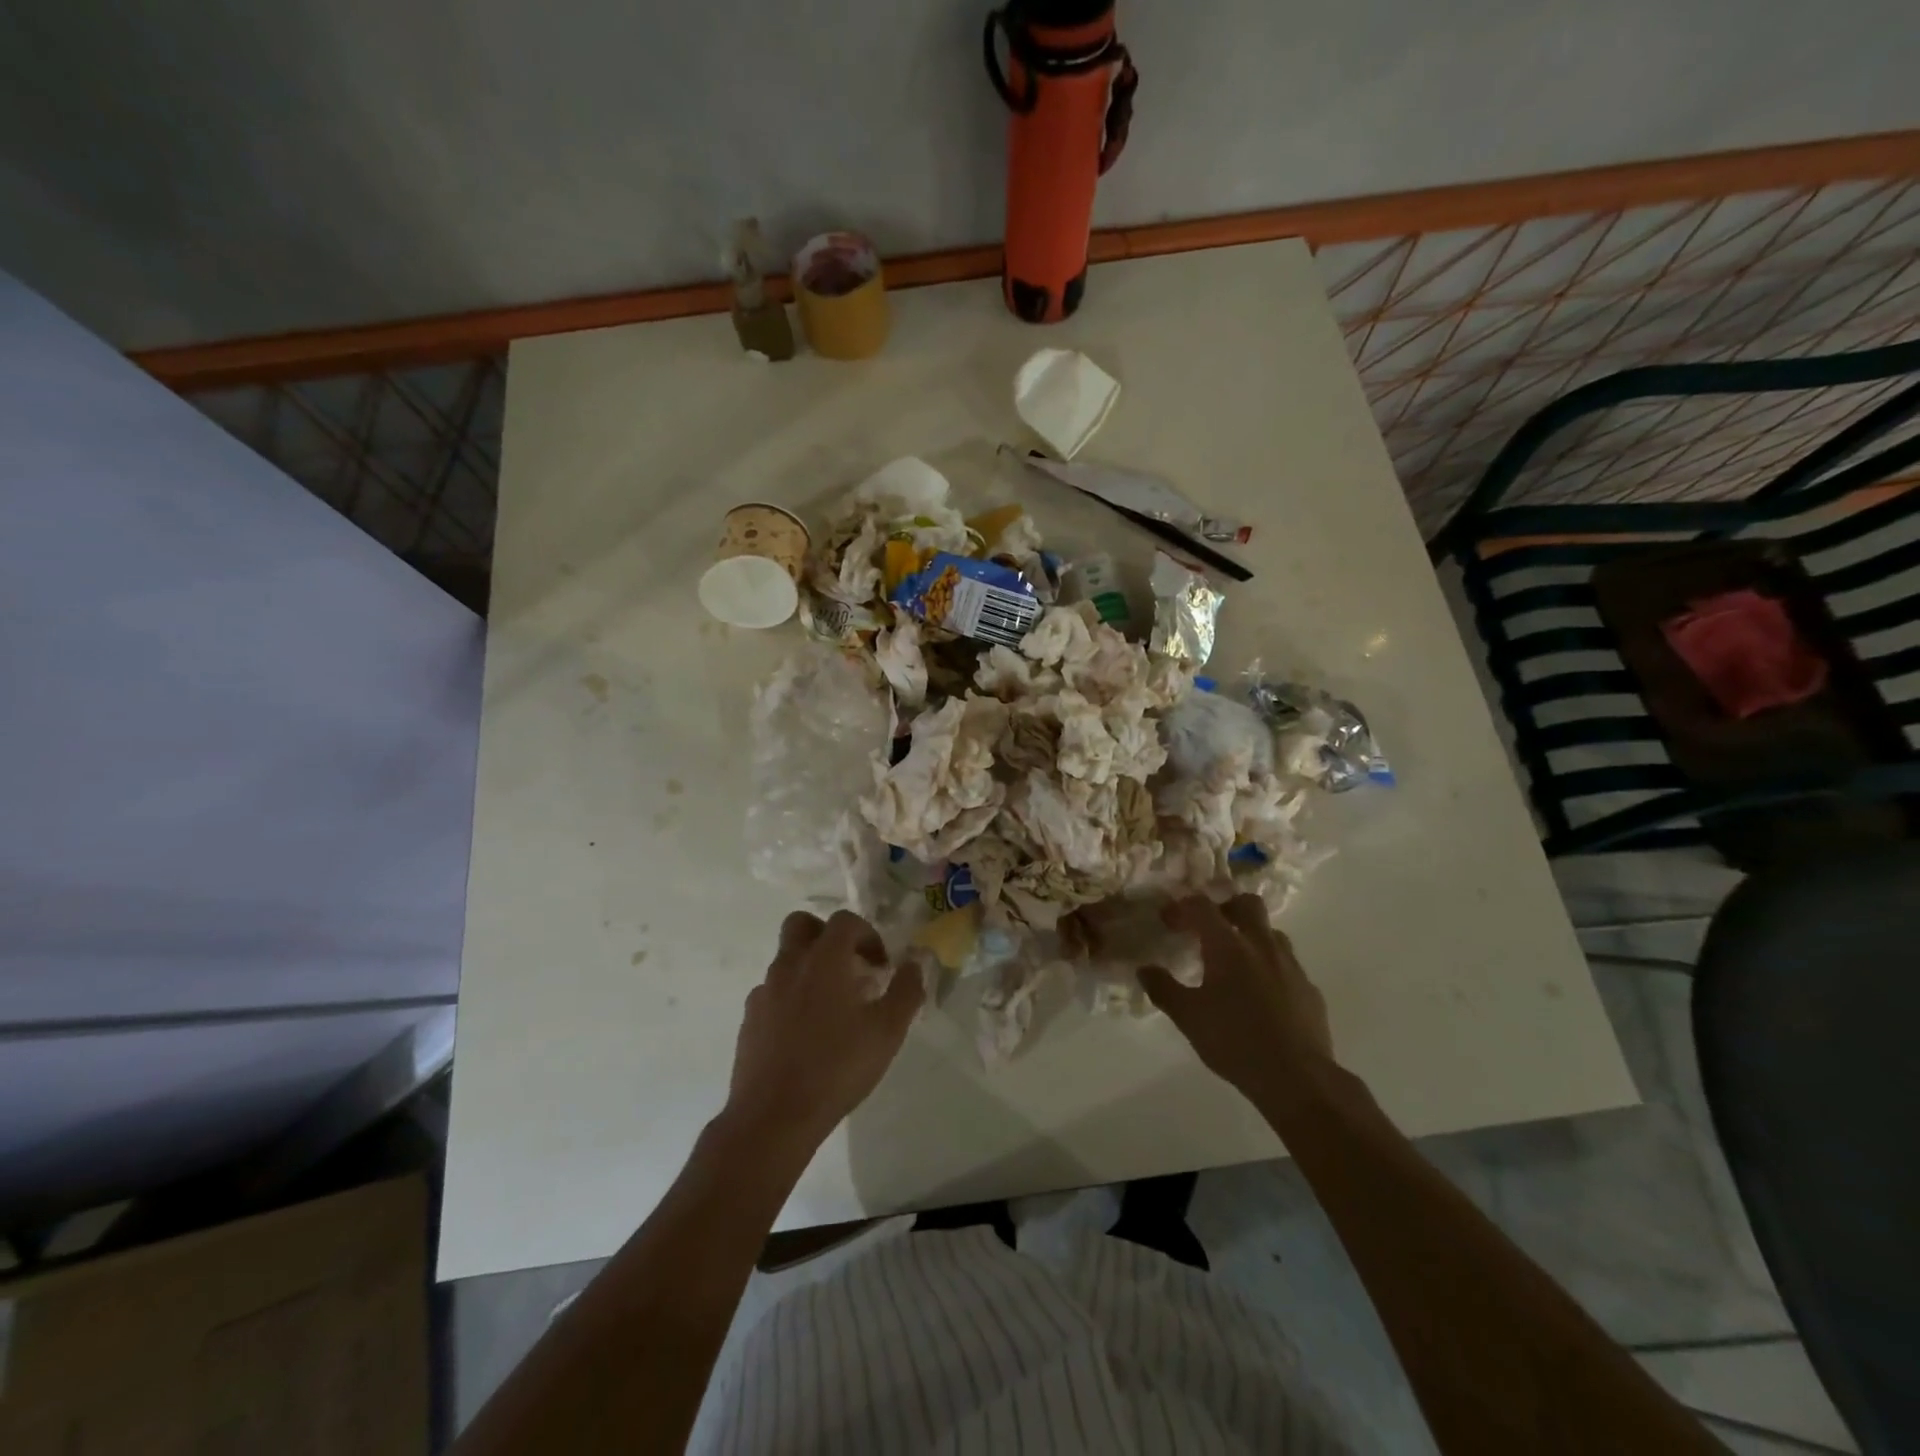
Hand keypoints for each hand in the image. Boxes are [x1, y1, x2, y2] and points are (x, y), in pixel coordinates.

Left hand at [722, 910, 923, 1154]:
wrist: (773, 1117)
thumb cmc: (837, 1067)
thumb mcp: (888, 1031)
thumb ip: (906, 990)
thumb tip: (915, 962)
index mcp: (824, 959)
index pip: (845, 921)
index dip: (868, 935)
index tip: (881, 966)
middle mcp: (790, 964)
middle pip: (802, 925)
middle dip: (827, 936)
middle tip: (849, 967)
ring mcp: (764, 991)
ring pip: (786, 960)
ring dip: (810, 969)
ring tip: (832, 1008)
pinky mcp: (750, 1019)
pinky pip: (772, 992)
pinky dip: (790, 998)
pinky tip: (805, 1033)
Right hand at [1141, 895, 1334, 1106]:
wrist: (1298, 1079)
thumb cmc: (1235, 1042)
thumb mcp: (1188, 1017)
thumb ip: (1163, 989)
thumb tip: (1144, 969)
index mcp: (1228, 946)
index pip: (1202, 906)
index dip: (1181, 907)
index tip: (1168, 922)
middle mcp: (1262, 946)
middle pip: (1247, 903)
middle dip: (1226, 907)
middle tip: (1208, 928)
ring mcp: (1291, 966)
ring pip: (1271, 932)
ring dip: (1251, 936)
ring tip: (1235, 961)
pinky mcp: (1310, 989)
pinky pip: (1287, 964)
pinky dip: (1270, 967)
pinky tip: (1261, 995)